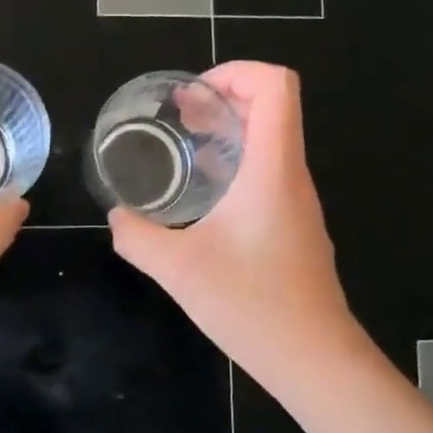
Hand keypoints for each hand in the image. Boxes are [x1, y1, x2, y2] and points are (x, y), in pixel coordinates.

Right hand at [107, 62, 355, 379]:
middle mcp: (291, 177)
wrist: (315, 359)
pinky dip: (236, 165)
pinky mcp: (294, 227)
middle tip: (178, 115)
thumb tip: (117, 217)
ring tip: (184, 146)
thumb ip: (138, 237)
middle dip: (223, 99)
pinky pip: (269, 175)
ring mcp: (297, 203)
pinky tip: (204, 196)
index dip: (235, 72)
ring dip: (229, 132)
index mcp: (272, 169)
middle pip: (272, 107)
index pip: (275, 86)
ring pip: (271, 142)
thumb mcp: (179, 270)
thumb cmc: (252, 306)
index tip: (192, 96)